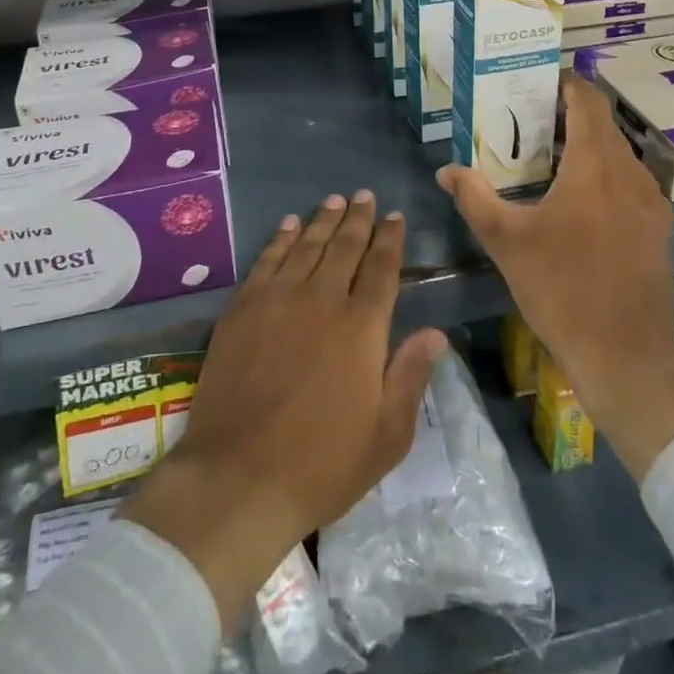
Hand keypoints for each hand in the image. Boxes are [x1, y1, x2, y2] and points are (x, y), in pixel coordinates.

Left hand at [122, 192, 446, 629]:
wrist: (238, 477)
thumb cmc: (321, 464)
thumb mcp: (386, 436)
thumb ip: (410, 376)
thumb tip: (436, 333)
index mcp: (362, 327)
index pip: (381, 267)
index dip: (390, 238)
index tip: (395, 216)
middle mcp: (322, 299)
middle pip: (345, 246)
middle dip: (359, 218)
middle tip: (365, 195)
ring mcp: (279, 298)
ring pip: (307, 244)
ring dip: (323, 219)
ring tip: (334, 200)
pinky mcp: (243, 307)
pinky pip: (268, 258)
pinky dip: (281, 237)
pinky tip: (289, 225)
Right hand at [438, 74, 673, 481]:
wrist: (628, 357)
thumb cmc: (563, 290)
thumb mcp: (507, 242)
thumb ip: (475, 198)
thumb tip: (446, 170)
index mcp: (596, 167)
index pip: (588, 101)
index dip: (566, 83)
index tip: (538, 78)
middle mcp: (630, 174)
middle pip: (603, 124)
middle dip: (569, 113)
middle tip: (528, 117)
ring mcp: (651, 202)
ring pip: (618, 153)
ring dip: (587, 144)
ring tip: (547, 154)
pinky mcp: (657, 228)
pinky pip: (628, 180)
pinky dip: (603, 171)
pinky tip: (577, 197)